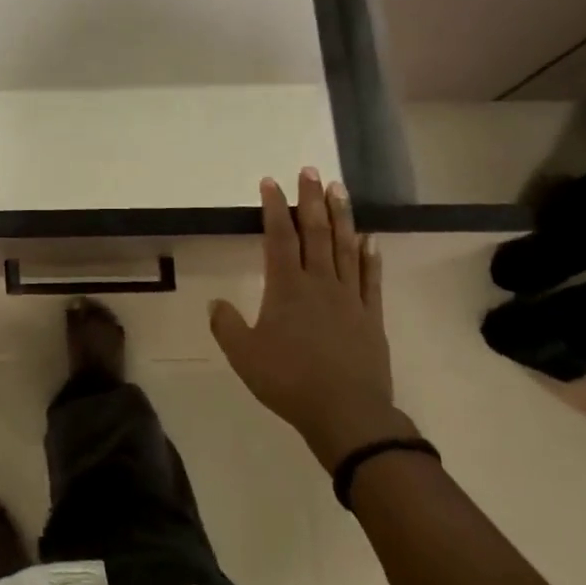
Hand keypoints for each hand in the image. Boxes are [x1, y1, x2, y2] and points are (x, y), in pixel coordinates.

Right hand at [209, 168, 413, 471]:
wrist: (347, 414)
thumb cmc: (289, 381)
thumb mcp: (244, 356)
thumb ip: (227, 326)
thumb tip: (214, 303)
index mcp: (287, 288)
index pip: (279, 237)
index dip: (274, 207)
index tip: (271, 182)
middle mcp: (319, 283)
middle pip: (316, 232)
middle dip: (311, 199)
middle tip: (310, 170)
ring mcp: (349, 298)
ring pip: (346, 247)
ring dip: (342, 216)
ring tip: (340, 189)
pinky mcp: (370, 316)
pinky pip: (370, 279)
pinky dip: (370, 257)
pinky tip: (370, 240)